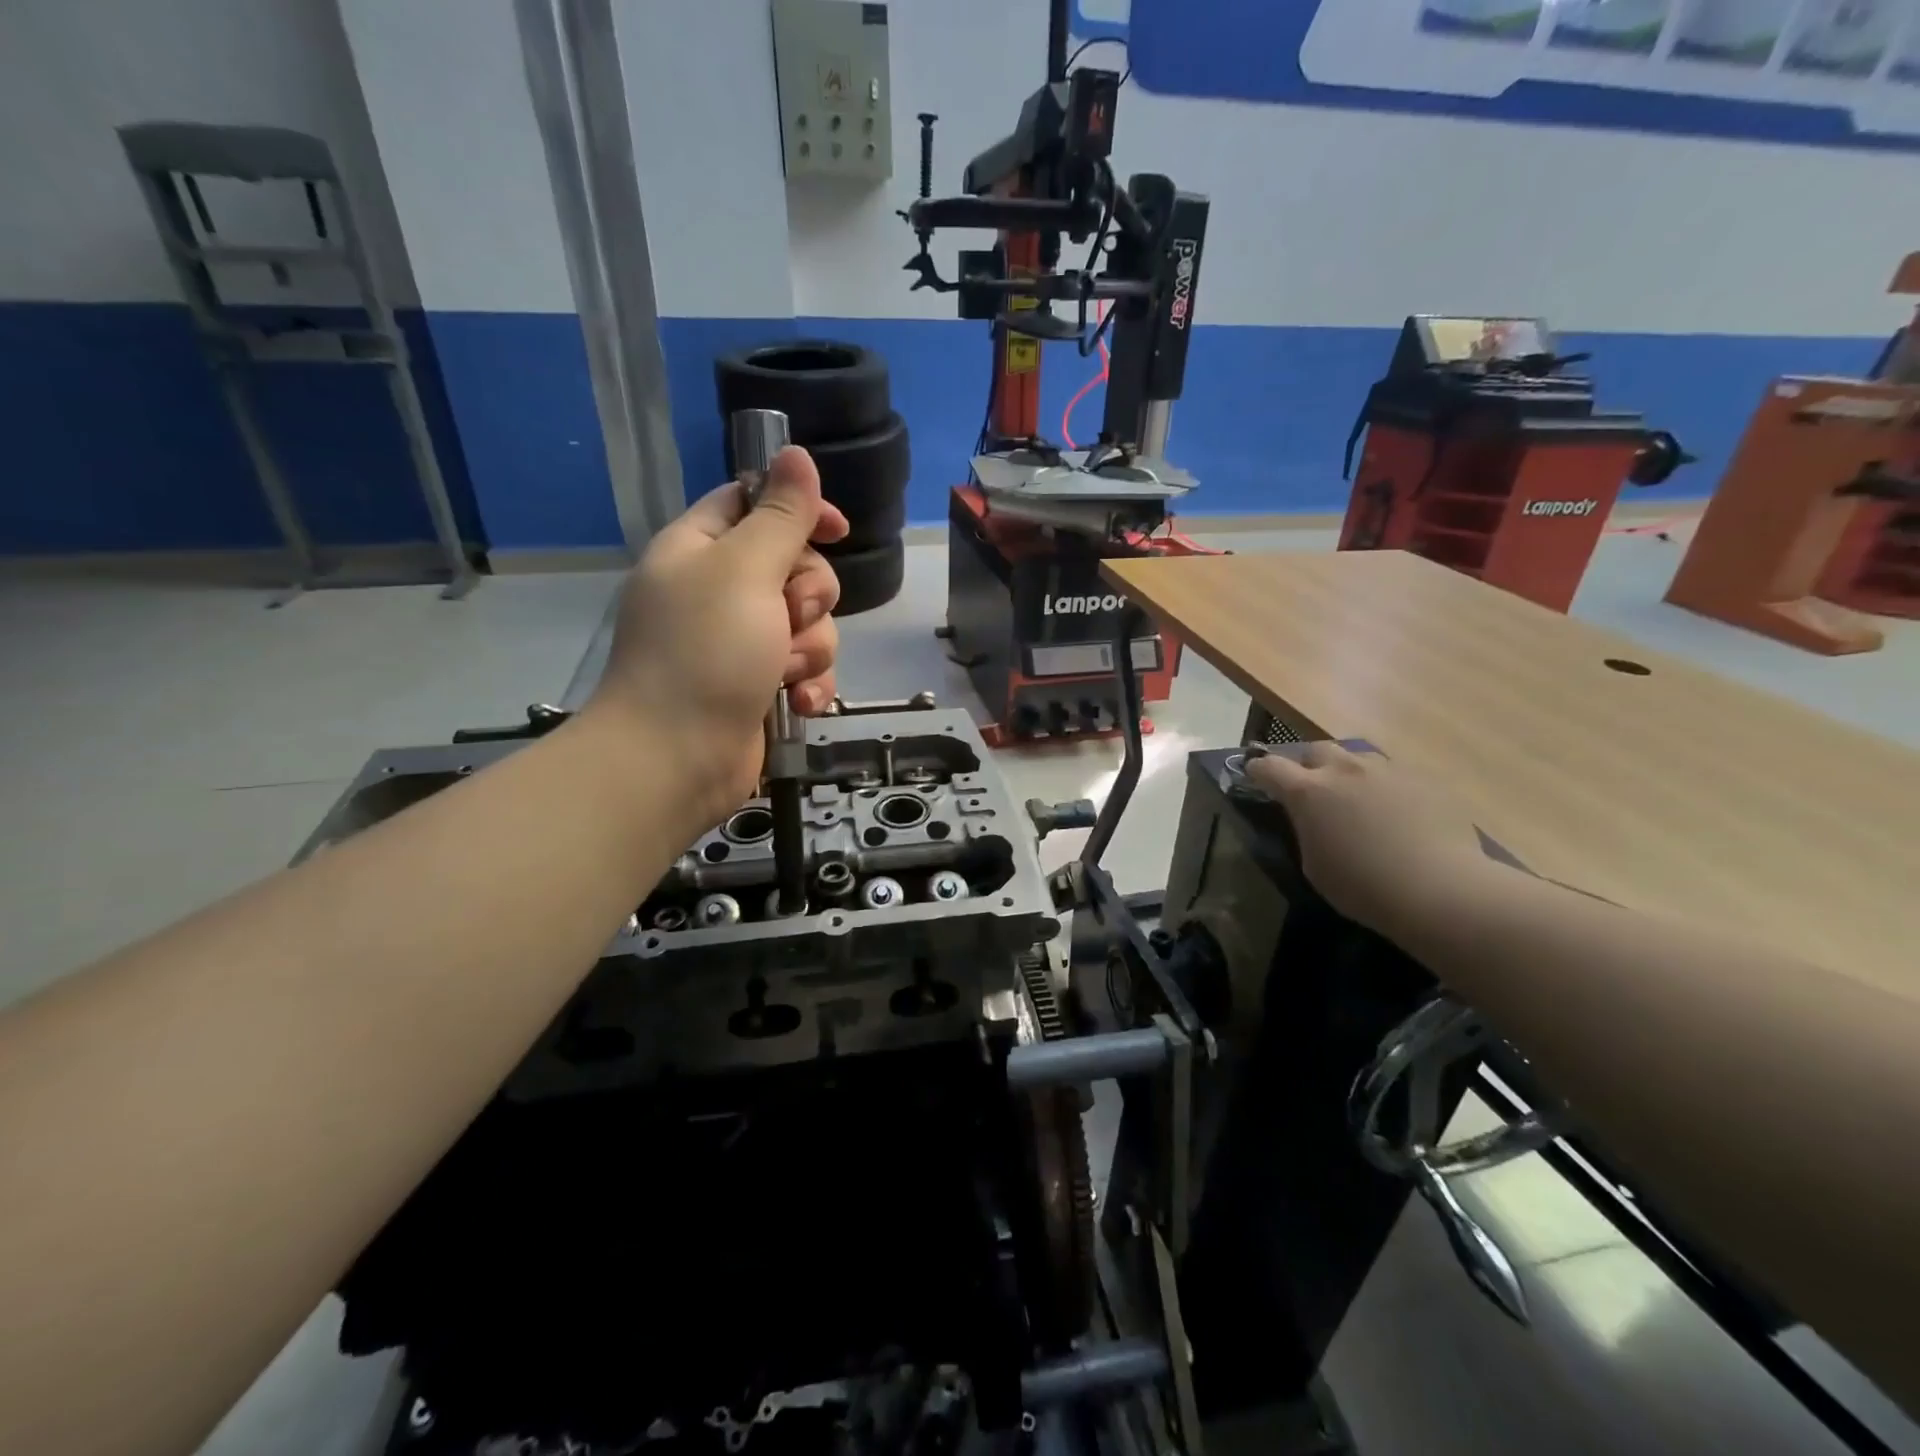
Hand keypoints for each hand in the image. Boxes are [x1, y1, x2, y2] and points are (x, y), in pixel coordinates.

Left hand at [586, 447, 849, 828]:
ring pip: (810, 623)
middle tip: (792, 615)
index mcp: (700, 549)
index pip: (754, 504)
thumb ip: (780, 516)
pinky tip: (800, 703)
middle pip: (795, 566)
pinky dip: (809, 685)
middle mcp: (720, 591)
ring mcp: (741, 642)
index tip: (838, 529)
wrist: (677, 759)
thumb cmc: (705, 653)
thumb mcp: (745, 571)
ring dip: (811, 647)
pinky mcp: (761, 686)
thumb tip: (796, 453)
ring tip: (787, 673)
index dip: (800, 510)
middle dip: (809, 595)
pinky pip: (806, 669)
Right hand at [1245, 742, 1488, 936]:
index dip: (1258, 770)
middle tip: (1312, 790)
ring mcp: (1387, 770)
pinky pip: (1393, 775)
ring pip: (1357, 758)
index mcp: (1308, 791)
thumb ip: (1307, 830)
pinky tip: (1395, 815)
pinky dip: (1384, 788)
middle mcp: (1344, 770)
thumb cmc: (1363, 887)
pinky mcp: (1423, 779)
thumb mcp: (1314, 864)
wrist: (1440, 890)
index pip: (1269, 767)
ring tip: (1356, 800)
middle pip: (1315, 749)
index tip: (1254, 776)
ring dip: (1348, 773)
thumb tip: (1312, 819)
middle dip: (1307, 765)